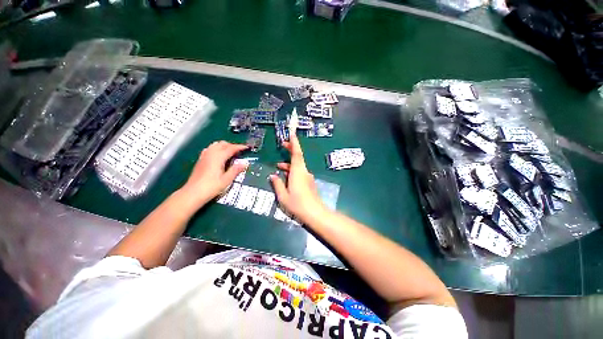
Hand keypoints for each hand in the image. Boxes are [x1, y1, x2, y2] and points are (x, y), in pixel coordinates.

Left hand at [179, 141, 247, 209]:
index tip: (247, 147)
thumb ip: (236, 170)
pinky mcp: (200, 160)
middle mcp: (210, 154)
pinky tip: (220, 156)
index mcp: (218, 157)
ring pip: (215, 145)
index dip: (240, 147)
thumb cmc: (211, 187)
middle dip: (232, 145)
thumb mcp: (227, 180)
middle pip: (222, 144)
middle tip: (240, 151)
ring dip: (224, 146)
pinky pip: (210, 149)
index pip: (231, 148)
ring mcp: (204, 156)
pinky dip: (217, 149)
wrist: (193, 193)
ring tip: (231, 152)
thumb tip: (245, 164)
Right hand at [270, 133, 329, 224]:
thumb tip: (273, 176)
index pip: (297, 154)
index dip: (294, 143)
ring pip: (298, 165)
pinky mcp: (308, 182)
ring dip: (289, 163)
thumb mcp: (283, 196)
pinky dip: (292, 171)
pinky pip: (299, 172)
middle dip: (291, 149)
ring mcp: (307, 177)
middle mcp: (304, 172)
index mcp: (298, 172)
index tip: (292, 134)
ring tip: (278, 165)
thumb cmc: (298, 204)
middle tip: (282, 144)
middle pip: (298, 157)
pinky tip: (285, 176)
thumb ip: (277, 184)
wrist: (315, 213)